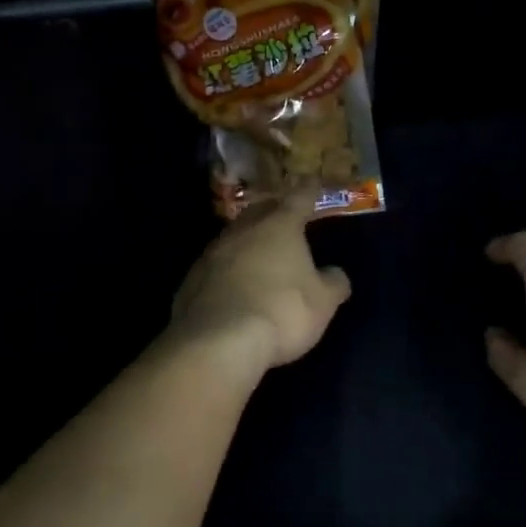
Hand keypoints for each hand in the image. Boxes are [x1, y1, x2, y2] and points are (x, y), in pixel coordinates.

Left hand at [168, 189, 351, 373]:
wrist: (218, 342)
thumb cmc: (282, 312)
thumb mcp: (323, 302)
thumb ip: (332, 283)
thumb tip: (334, 273)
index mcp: (279, 226)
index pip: (298, 199)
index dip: (308, 192)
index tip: (312, 184)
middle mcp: (242, 231)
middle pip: (259, 212)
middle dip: (273, 213)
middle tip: (284, 218)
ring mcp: (211, 254)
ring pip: (233, 239)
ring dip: (247, 243)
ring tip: (259, 255)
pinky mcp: (190, 281)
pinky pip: (215, 268)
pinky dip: (227, 272)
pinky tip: (233, 288)